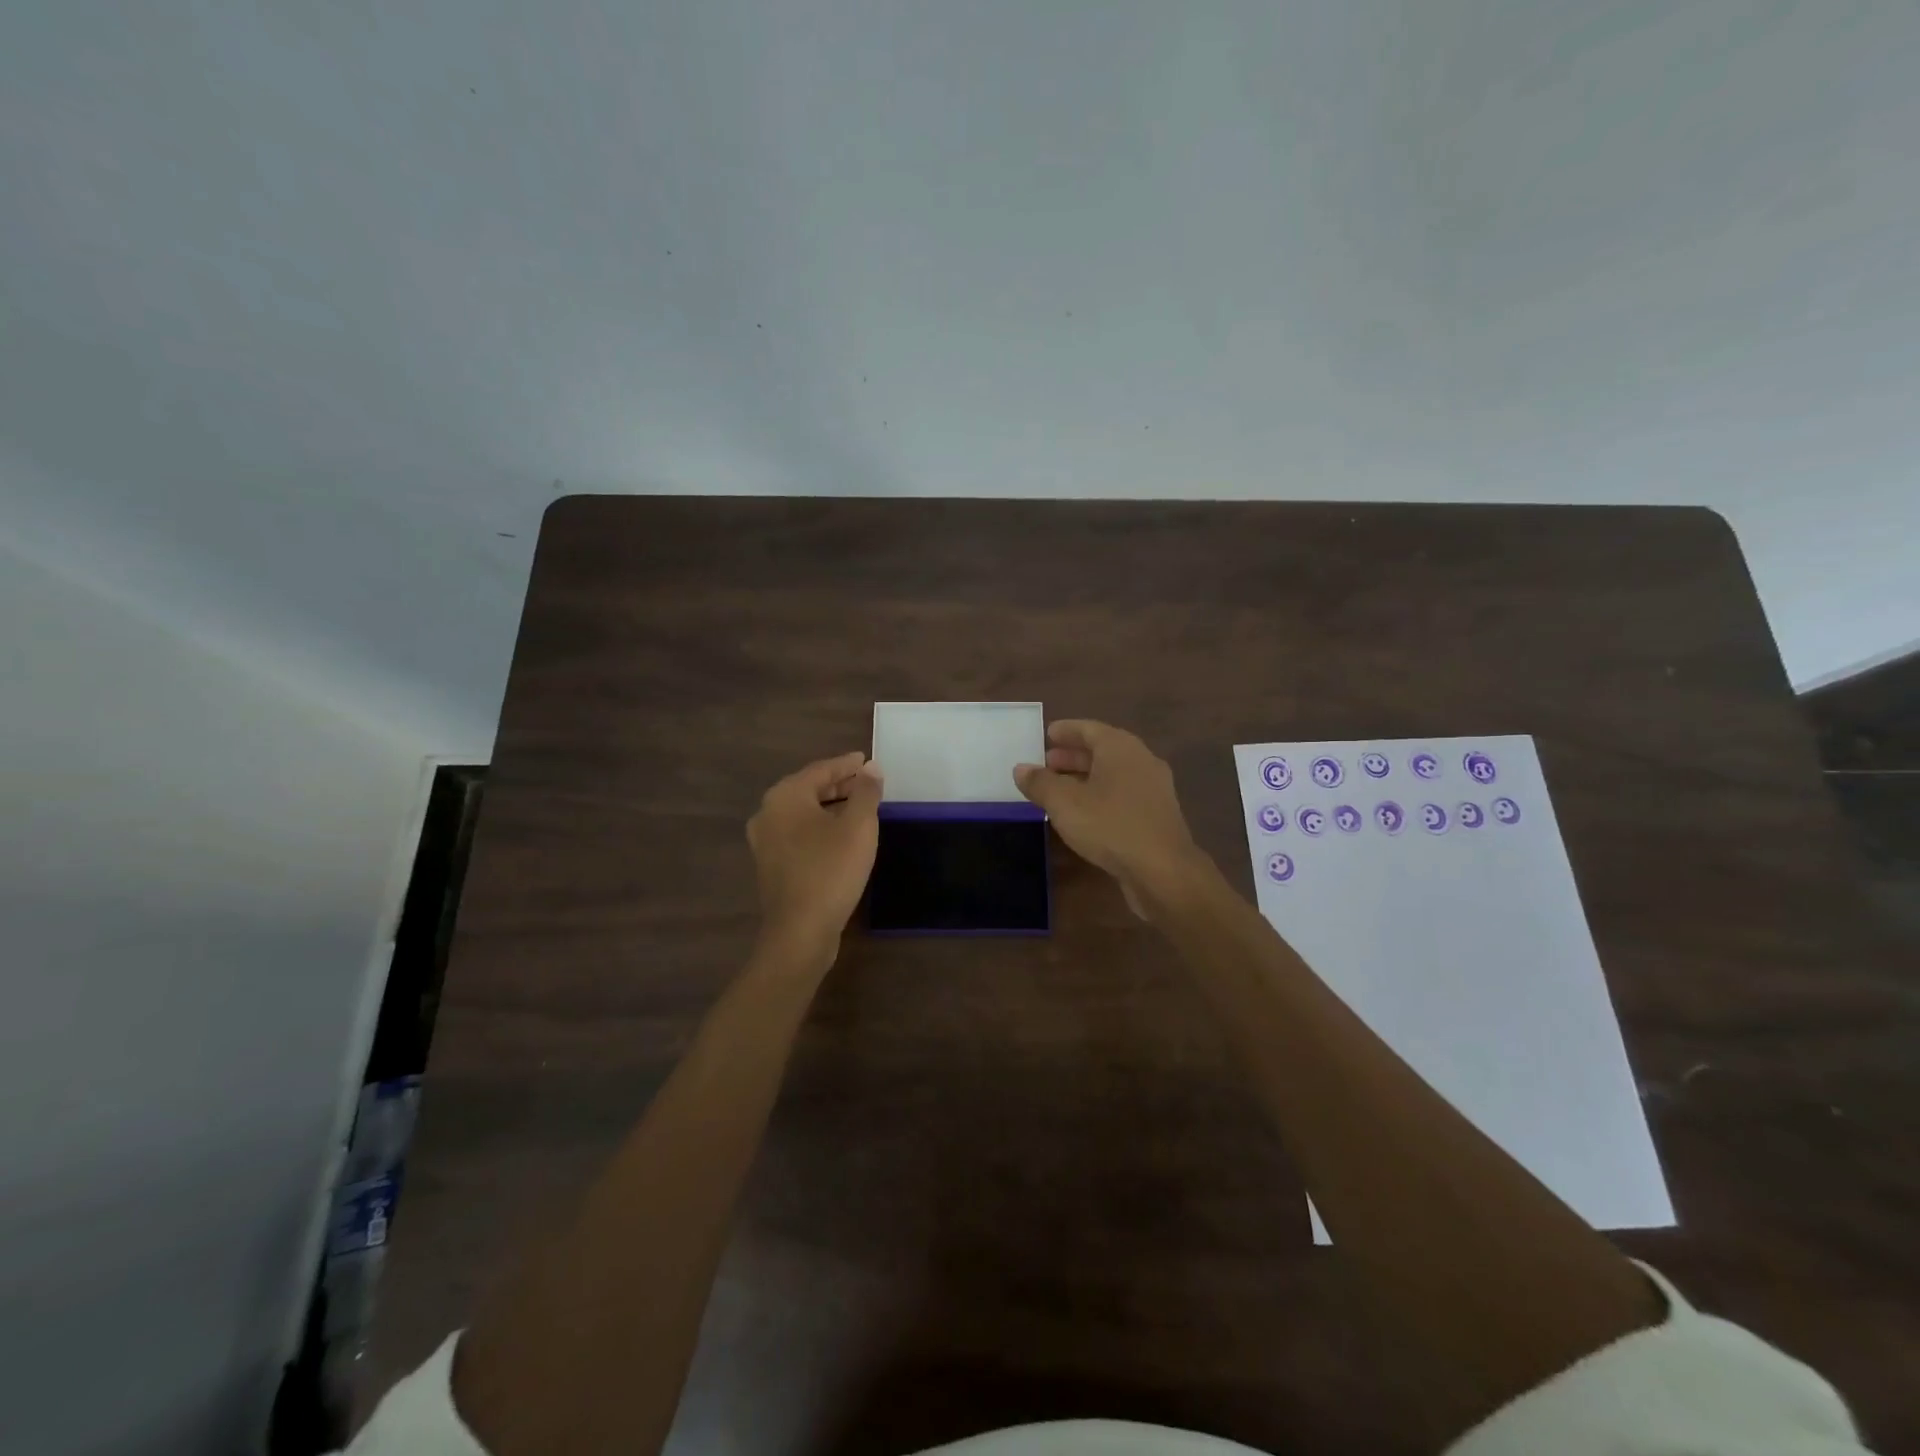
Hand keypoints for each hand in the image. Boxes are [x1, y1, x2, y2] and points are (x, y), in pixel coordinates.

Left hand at [747, 751, 882, 962]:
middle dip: (838, 785)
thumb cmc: (831, 870)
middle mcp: (768, 813)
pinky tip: (840, 836)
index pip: (820, 770)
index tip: (866, 760)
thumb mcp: (858, 826)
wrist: (800, 931)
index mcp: (785, 796)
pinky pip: (798, 834)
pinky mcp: (771, 865)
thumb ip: (866, 792)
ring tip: (859, 808)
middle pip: (808, 789)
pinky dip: (819, 827)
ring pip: (802, 813)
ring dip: (830, 807)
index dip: (846, 765)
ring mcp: (765, 841)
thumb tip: (871, 768)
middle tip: (866, 782)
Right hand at [1013, 720, 1204, 917]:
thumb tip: (1021, 769)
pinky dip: (1100, 796)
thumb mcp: (1064, 803)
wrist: (1163, 871)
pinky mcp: (1157, 816)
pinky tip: (1084, 813)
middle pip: (1103, 751)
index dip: (1067, 731)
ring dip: (1086, 778)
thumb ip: (1040, 783)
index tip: (1048, 734)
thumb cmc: (1110, 825)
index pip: (1090, 729)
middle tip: (1047, 763)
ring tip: (1059, 789)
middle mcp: (1141, 761)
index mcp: (1121, 748)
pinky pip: (1123, 795)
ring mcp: (1153, 789)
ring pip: (1113, 775)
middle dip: (1073, 756)